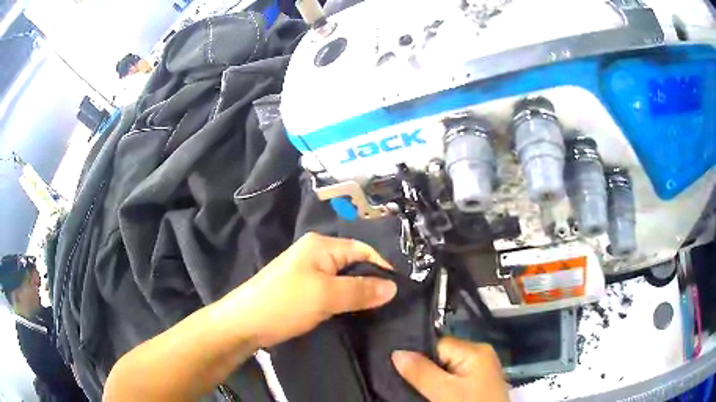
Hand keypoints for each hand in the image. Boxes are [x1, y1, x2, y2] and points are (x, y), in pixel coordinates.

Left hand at [217, 233, 397, 347]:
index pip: (363, 249)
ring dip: (358, 293)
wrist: (244, 323)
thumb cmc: (285, 303)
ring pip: (342, 279)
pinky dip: (343, 299)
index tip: (399, 291)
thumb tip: (394, 287)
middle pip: (353, 263)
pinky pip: (331, 290)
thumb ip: (361, 290)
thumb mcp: (326, 296)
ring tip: (376, 310)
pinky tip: (352, 312)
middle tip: (390, 304)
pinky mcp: (301, 288)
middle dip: (371, 282)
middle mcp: (315, 252)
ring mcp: (306, 271)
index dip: (383, 267)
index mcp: (321, 245)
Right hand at [392, 337, 509, 401]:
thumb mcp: (444, 391)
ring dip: (430, 378)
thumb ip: (421, 372)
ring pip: (446, 369)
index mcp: (475, 350)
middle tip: (399, 378)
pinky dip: (440, 385)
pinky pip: (453, 378)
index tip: (395, 366)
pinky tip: (429, 392)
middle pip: (441, 356)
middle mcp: (479, 355)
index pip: (437, 344)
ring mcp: (479, 370)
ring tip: (410, 386)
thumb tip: (397, 352)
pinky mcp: (477, 384)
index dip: (416, 355)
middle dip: (422, 368)